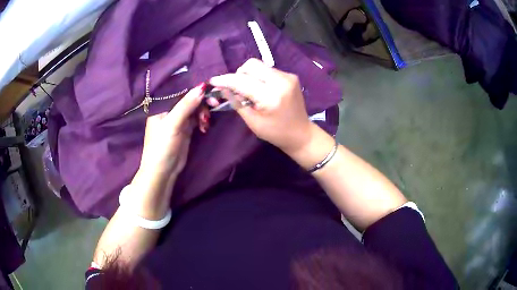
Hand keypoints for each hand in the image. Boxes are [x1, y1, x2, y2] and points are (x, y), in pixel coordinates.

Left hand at [130, 84, 203, 218]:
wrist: (163, 171)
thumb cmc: (162, 146)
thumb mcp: (172, 124)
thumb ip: (186, 105)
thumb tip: (202, 86)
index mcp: (161, 105)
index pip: (180, 90)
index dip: (194, 88)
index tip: (210, 88)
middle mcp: (170, 110)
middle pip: (189, 98)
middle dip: (202, 100)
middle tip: (215, 104)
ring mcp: (178, 119)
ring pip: (195, 108)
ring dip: (204, 111)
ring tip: (206, 121)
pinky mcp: (186, 129)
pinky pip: (197, 118)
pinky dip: (203, 120)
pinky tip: (205, 127)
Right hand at [209, 58, 311, 153]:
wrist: (301, 134)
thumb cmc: (275, 133)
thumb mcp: (253, 121)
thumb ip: (237, 102)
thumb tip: (223, 88)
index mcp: (271, 96)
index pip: (242, 81)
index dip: (225, 80)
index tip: (213, 81)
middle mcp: (281, 81)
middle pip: (251, 65)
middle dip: (239, 74)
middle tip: (237, 89)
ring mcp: (288, 76)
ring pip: (259, 66)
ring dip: (249, 75)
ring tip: (251, 91)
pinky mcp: (291, 76)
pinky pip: (268, 70)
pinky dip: (259, 77)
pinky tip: (262, 90)